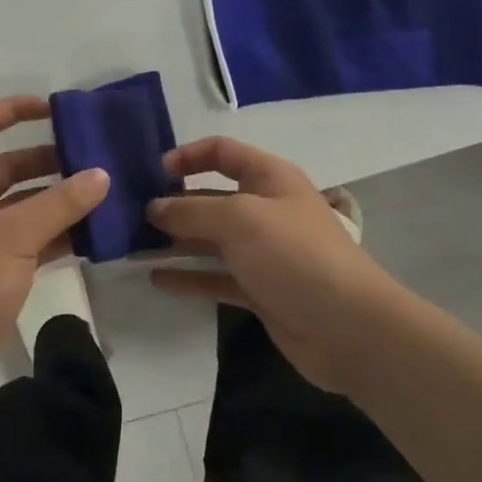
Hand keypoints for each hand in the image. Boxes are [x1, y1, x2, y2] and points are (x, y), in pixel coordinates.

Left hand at [0, 97, 109, 408]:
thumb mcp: (15, 236)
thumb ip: (60, 203)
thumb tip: (101, 174)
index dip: (13, 110)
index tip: (54, 110)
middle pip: (7, 166)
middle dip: (47, 159)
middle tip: (93, 159)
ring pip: (21, 205)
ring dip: (56, 199)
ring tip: (102, 194)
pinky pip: (28, 239)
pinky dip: (55, 234)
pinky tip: (91, 235)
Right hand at [148, 137, 406, 393]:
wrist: (350, 329)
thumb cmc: (295, 255)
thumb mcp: (240, 219)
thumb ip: (191, 211)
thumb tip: (153, 208)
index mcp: (269, 178)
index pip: (222, 152)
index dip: (188, 156)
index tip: (153, 172)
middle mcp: (264, 210)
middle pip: (210, 197)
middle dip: (173, 204)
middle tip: (131, 215)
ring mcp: (262, 252)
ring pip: (209, 240)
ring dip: (174, 242)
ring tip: (133, 247)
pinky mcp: (258, 290)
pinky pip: (215, 276)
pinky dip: (188, 277)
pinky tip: (156, 279)